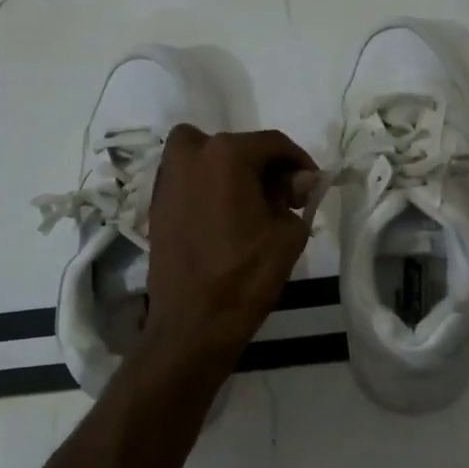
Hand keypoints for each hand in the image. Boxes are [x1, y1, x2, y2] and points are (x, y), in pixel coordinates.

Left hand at [142, 127, 317, 365]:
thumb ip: (295, 197)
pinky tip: (226, 219)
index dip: (299, 161)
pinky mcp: (156, 206)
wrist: (192, 324)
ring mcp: (167, 181)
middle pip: (236, 146)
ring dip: (229, 170)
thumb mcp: (288, 233)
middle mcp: (191, 156)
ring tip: (251, 205)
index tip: (312, 185)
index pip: (273, 143)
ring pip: (204, 156)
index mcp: (226, 154)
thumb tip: (299, 181)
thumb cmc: (246, 275)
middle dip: (263, 165)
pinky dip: (208, 188)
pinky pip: (188, 181)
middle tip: (281, 196)